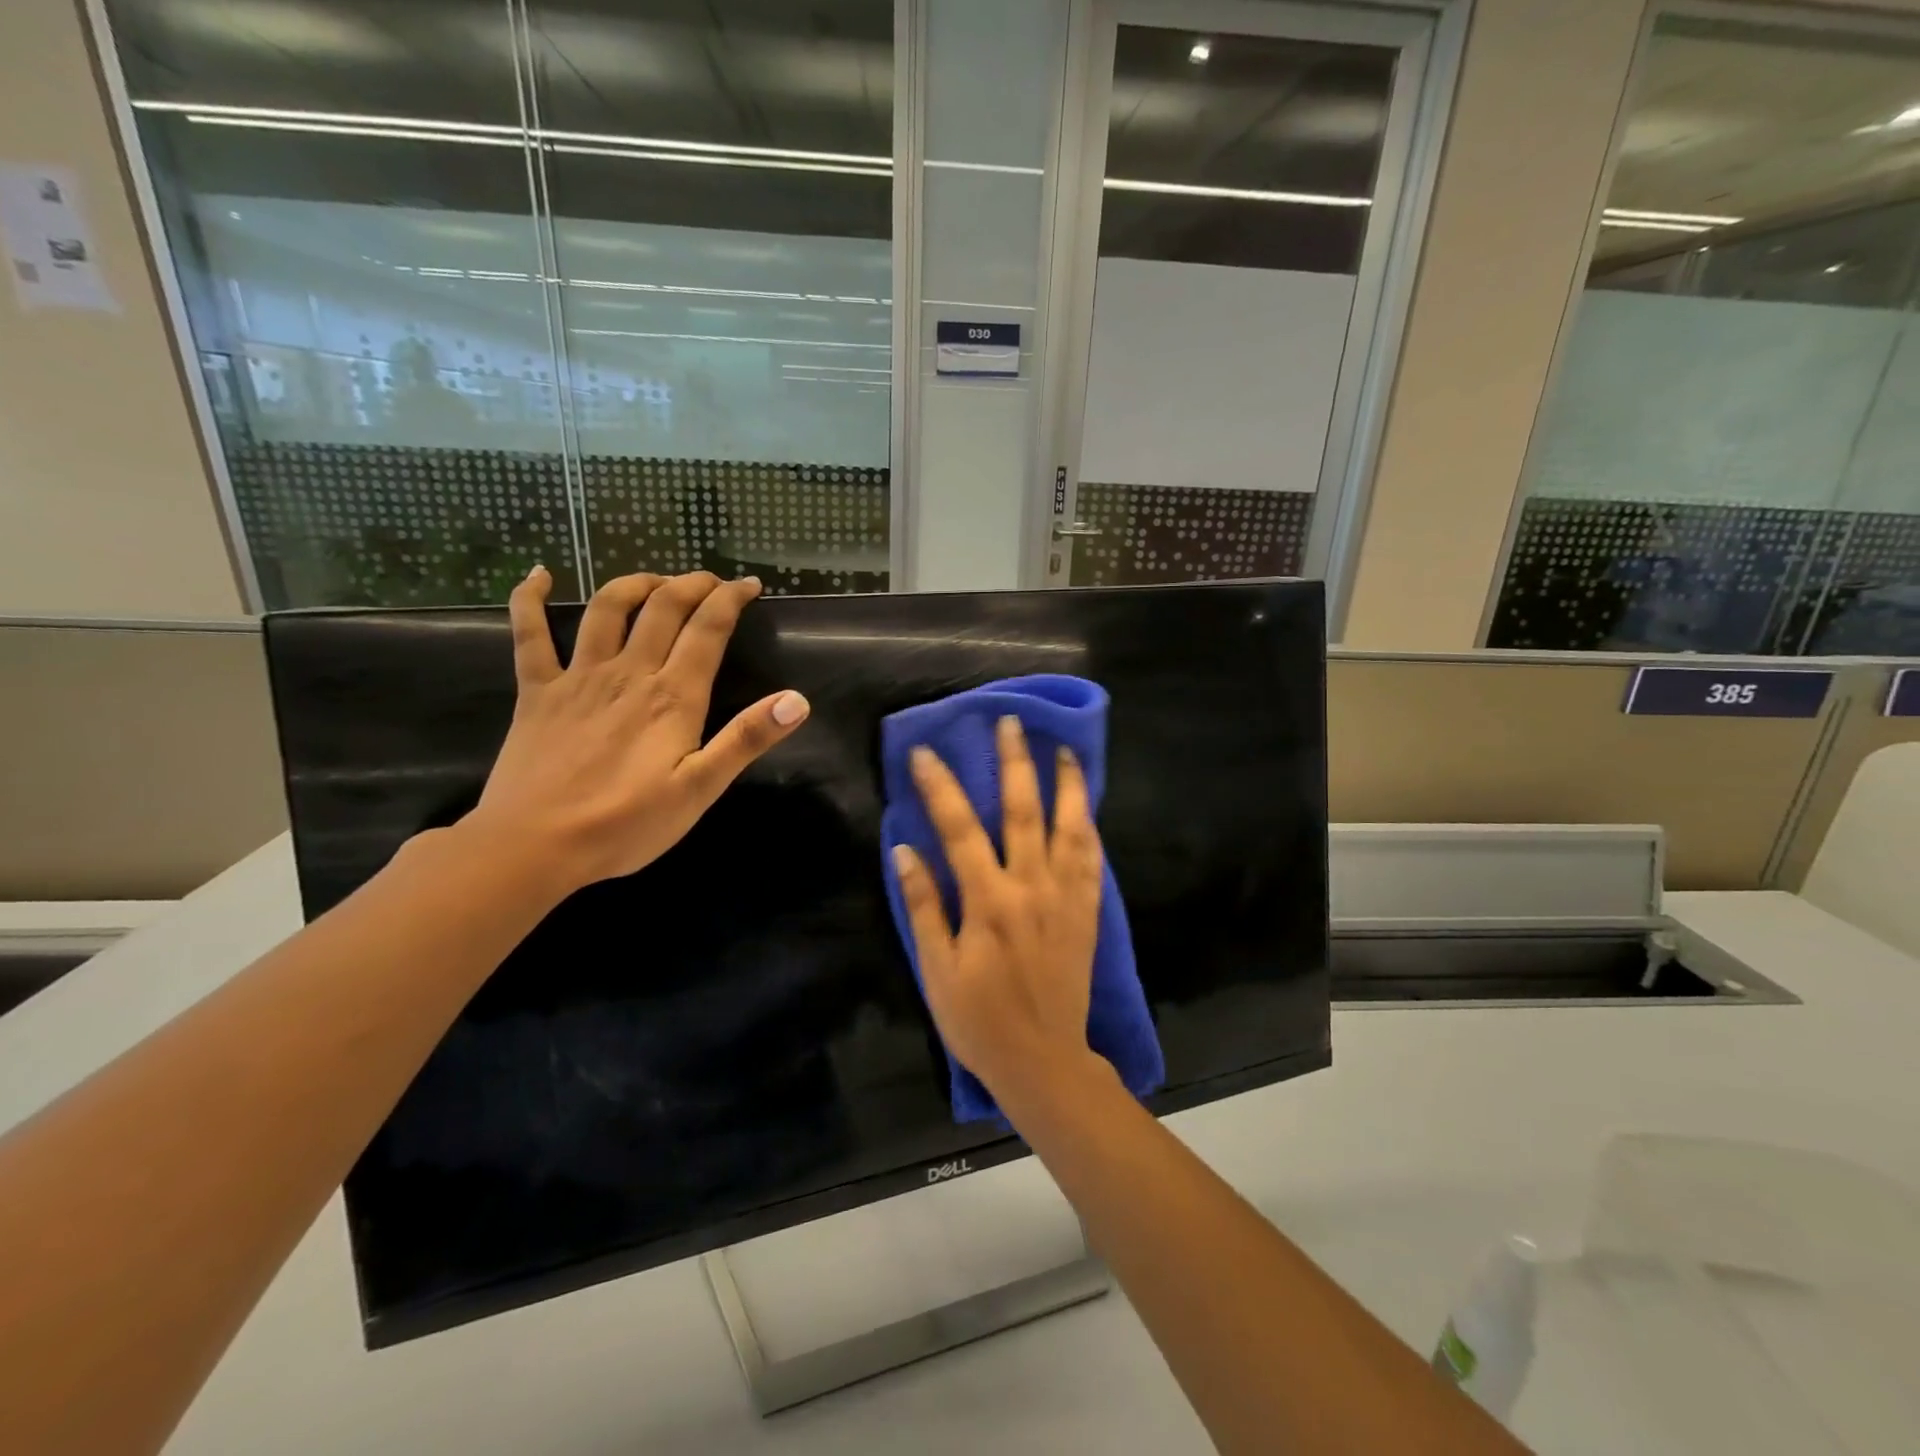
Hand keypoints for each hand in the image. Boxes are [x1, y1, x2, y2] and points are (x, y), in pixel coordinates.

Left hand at [465, 566, 808, 896]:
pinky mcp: (536, 692)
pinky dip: (530, 598)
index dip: (731, 599)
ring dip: (635, 583)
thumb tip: (797, 700)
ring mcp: (578, 677)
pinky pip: (530, 634)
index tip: (750, 585)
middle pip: (662, 606)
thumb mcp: (701, 789)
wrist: (534, 846)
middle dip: (692, 583)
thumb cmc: (626, 824)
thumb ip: (747, 739)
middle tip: (712, 581)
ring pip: (606, 609)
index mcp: (673, 696)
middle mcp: (629, 673)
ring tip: (656, 580)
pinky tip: (539, 576)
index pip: (708, 629)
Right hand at [892, 717, 1105, 1105]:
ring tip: (1063, 748)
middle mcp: (1031, 888)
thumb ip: (923, 907)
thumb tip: (905, 851)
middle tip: (1010, 722)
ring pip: (1068, 827)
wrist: (1044, 1060)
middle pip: (1023, 812)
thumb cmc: (979, 1020)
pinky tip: (1086, 805)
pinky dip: (1089, 826)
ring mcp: (1065, 897)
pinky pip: (1092, 859)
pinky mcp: (1087, 912)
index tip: (926, 752)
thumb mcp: (937, 970)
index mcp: (988, 902)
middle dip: (1014, 763)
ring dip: (1064, 784)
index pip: (960, 830)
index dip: (940, 787)